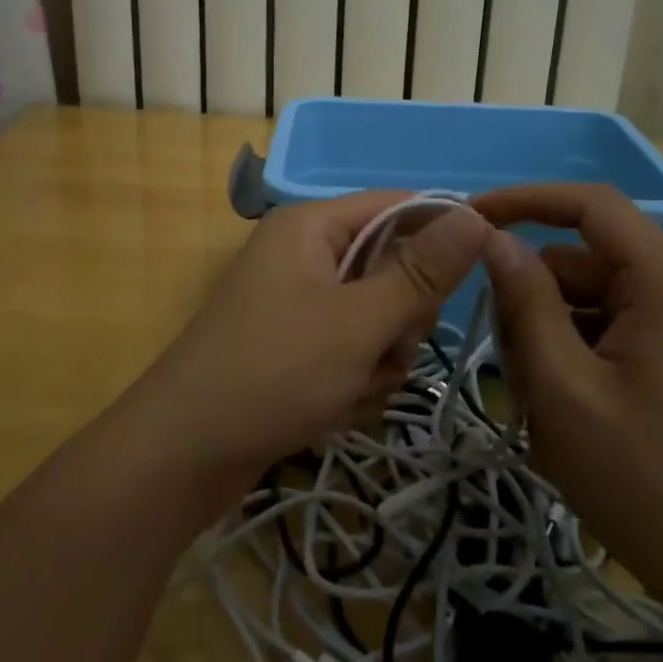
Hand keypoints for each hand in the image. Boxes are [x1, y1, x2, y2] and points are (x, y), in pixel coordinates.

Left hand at [128, 192, 488, 502]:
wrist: (185, 455)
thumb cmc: (274, 373)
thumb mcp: (359, 321)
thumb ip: (420, 271)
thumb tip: (475, 216)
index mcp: (313, 226)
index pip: (399, 205)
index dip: (442, 234)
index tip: (477, 274)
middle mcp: (305, 254)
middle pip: (391, 266)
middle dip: (400, 318)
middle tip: (382, 349)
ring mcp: (298, 303)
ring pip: (378, 318)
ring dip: (379, 359)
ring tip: (351, 389)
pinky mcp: (295, 346)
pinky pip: (352, 350)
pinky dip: (355, 381)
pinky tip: (334, 409)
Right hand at [471, 183, 662, 601]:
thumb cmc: (645, 483)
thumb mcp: (563, 390)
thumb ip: (525, 303)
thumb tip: (493, 237)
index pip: (589, 203)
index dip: (524, 199)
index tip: (469, 217)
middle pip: (579, 260)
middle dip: (531, 299)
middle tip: (507, 365)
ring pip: (584, 298)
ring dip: (547, 336)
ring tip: (539, 404)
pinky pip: (603, 328)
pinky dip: (570, 355)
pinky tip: (563, 411)